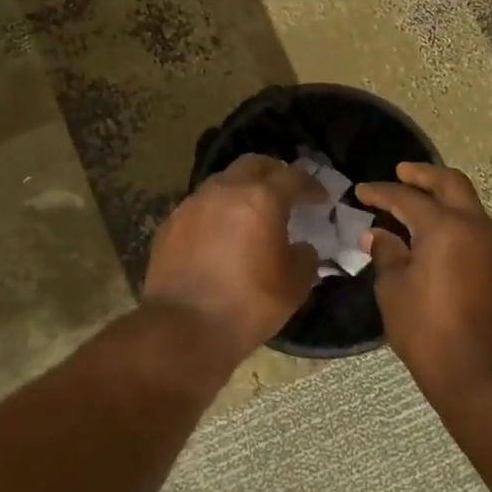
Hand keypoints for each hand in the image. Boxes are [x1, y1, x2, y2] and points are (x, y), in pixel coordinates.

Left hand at [143, 154, 325, 362]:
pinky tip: (222, 234)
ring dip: (242, 189)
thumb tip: (301, 247)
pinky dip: (217, 210)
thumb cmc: (248, 305)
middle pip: (253, 164)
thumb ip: (304, 258)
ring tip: (252, 213)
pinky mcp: (171, 223)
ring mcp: (193, 204)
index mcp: (261, 199)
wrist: (184, 327)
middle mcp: (224, 190)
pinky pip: (201, 205)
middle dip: (273, 173)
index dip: (310, 185)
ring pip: (223, 181)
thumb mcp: (294, 286)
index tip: (320, 199)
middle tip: (286, 192)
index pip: (292, 177)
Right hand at [356, 162, 491, 397]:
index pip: (407, 198)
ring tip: (417, 209)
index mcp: (445, 228)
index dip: (381, 192)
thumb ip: (387, 255)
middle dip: (424, 175)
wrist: (486, 379)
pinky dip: (456, 225)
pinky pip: (478, 233)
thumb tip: (379, 235)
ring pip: (470, 207)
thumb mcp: (394, 292)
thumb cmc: (429, 333)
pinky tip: (438, 242)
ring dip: (444, 200)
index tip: (361, 192)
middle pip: (452, 185)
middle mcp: (476, 228)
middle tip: (401, 173)